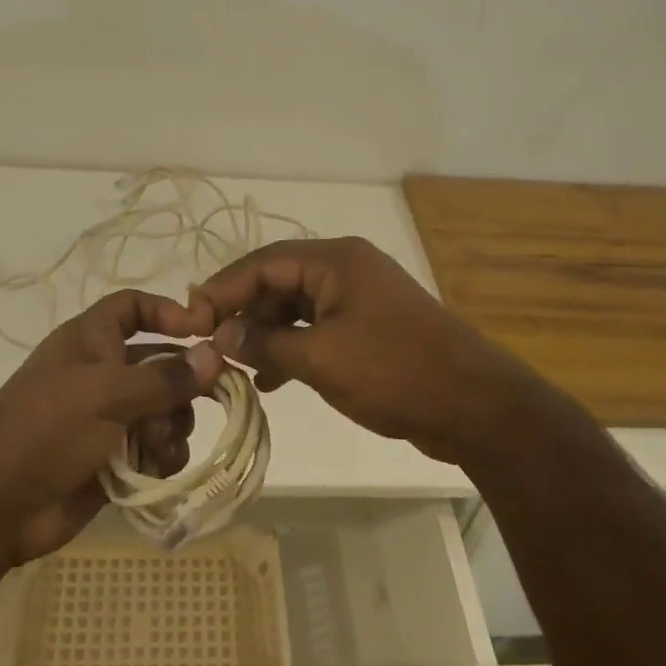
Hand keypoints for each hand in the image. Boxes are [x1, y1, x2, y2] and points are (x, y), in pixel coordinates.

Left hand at [0, 290, 224, 566]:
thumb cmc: (47, 430)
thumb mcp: (106, 394)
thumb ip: (164, 378)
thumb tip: (215, 356)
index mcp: (91, 341)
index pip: (133, 307)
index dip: (166, 311)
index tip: (202, 331)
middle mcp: (103, 373)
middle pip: (160, 362)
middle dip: (183, 383)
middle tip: (211, 398)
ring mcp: (109, 418)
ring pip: (164, 409)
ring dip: (174, 424)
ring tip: (161, 444)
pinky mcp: (115, 458)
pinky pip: (156, 447)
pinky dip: (163, 455)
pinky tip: (158, 467)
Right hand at [190, 237, 542, 466]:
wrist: (474, 405)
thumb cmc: (395, 372)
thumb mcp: (321, 359)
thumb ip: (266, 343)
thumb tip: (221, 335)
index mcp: (335, 260)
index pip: (264, 263)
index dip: (224, 289)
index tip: (190, 318)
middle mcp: (345, 268)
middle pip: (278, 281)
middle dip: (244, 312)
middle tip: (212, 345)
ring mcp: (359, 297)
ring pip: (296, 306)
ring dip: (266, 333)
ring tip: (240, 366)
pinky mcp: (368, 325)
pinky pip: (317, 327)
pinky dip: (292, 346)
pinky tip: (273, 377)